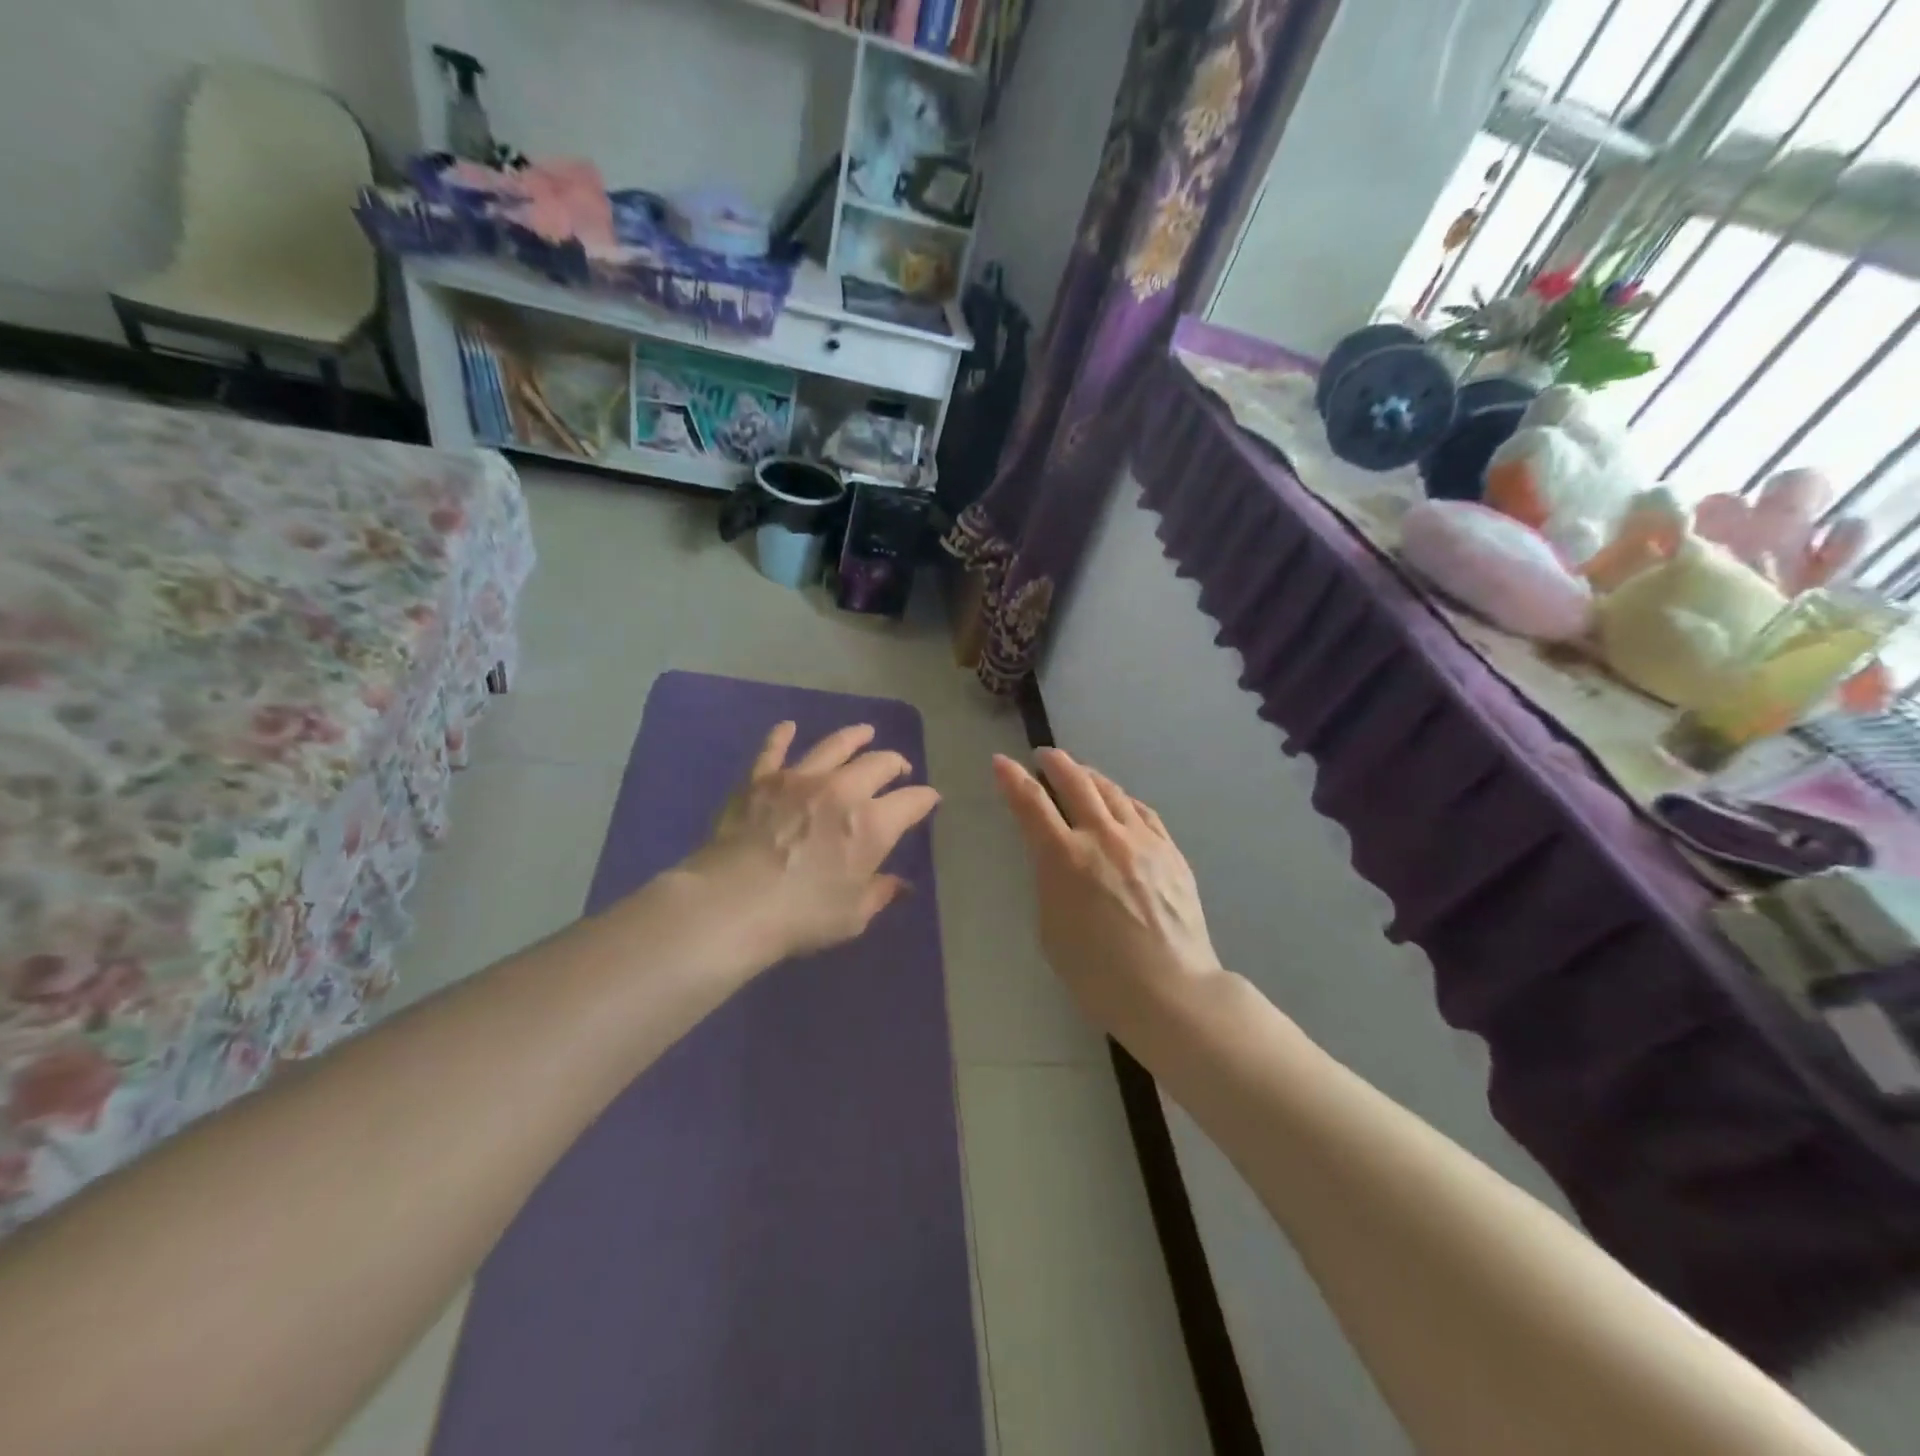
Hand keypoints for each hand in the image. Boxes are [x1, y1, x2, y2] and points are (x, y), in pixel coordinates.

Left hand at [682, 721, 940, 961]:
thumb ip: (879, 893)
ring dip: (854, 737)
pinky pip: (774, 749)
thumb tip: (901, 885)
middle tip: (899, 769)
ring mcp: (800, 778)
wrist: (731, 904)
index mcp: (873, 825)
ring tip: (865, 732)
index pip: (912, 801)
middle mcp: (843, 790)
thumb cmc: (800, 916)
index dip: (926, 799)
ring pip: (834, 745)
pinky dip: (782, 736)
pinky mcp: (762, 779)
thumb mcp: (852, 916)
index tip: (930, 800)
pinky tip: (788, 727)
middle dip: (895, 764)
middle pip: (879, 764)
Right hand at [994, 748, 1222, 1039]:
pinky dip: (1123, 799)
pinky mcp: (1170, 851)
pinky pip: (1143, 811)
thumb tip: (1057, 859)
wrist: (1170, 991)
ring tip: (1080, 772)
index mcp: (1064, 858)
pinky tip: (1120, 801)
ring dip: (1090, 776)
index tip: (1000, 761)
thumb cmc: (1097, 974)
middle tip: (1044, 755)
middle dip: (1055, 762)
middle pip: (1076, 783)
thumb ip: (1050, 882)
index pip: (1031, 803)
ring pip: (1112, 791)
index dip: (1012, 778)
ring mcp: (1141, 841)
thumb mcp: (1051, 928)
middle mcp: (1102, 837)